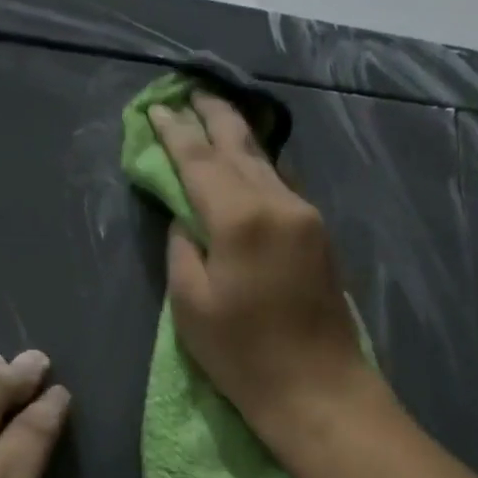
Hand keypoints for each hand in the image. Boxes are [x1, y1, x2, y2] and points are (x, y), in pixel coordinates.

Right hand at [148, 93, 372, 434]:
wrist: (318, 387)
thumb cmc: (243, 355)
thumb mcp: (191, 305)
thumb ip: (183, 248)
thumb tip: (187, 217)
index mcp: (240, 218)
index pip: (199, 160)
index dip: (174, 133)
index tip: (157, 107)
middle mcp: (279, 203)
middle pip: (241, 146)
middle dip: (214, 115)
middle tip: (193, 90)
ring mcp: (306, 215)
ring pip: (267, 162)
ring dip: (241, 136)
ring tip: (218, 114)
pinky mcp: (320, 233)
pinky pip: (284, 183)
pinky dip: (262, 164)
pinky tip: (253, 159)